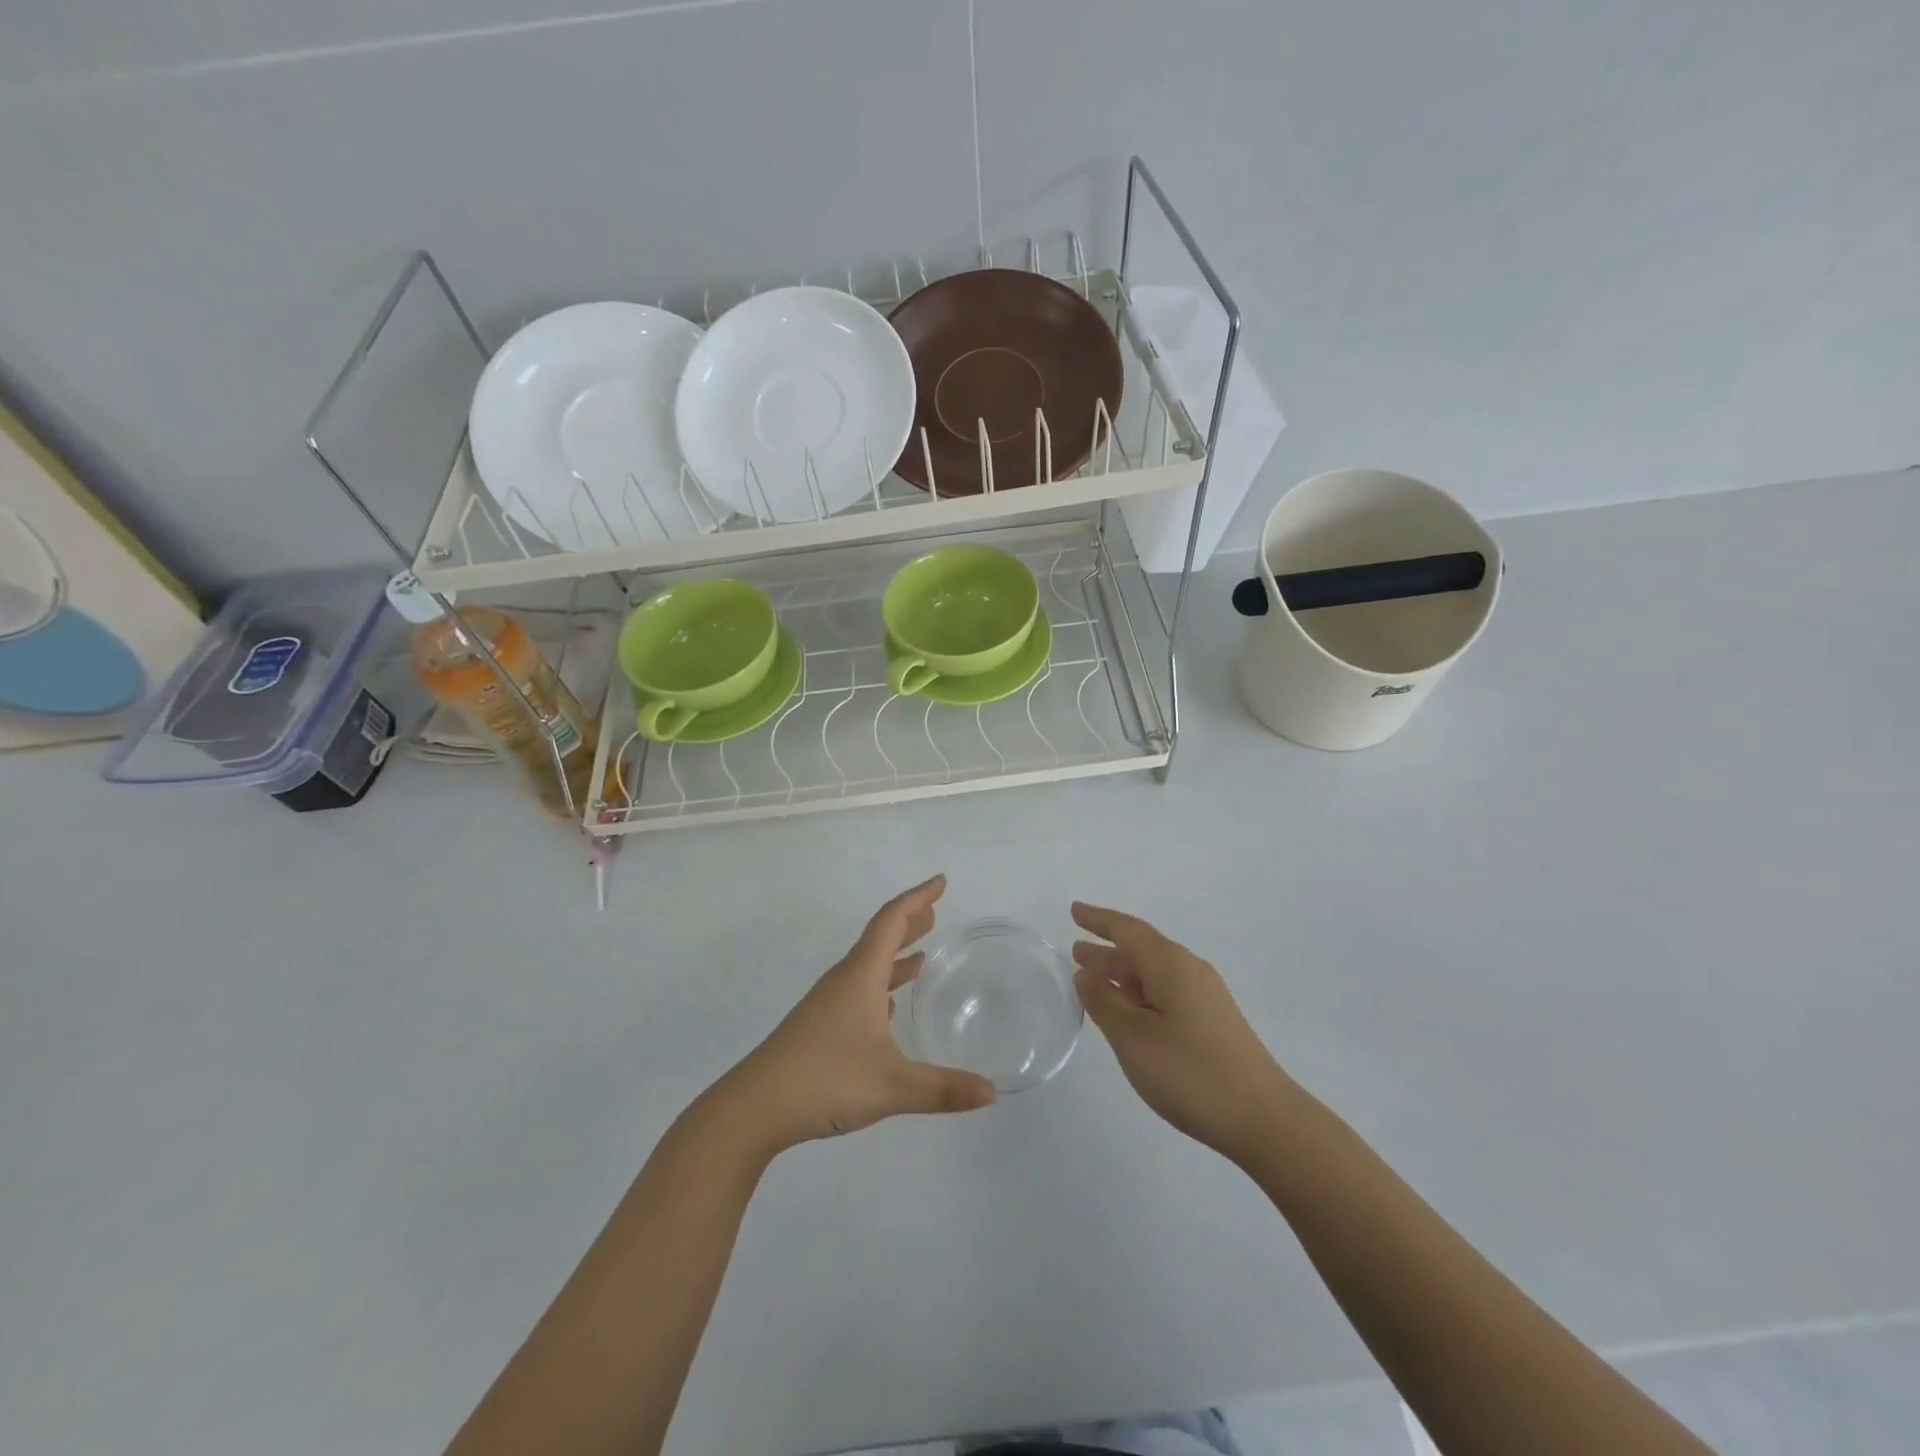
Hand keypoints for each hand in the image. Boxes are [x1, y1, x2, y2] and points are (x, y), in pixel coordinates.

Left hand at [720, 875, 995, 1152]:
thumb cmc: (824, 1079)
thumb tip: (992, 1093)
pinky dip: (880, 987)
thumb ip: (943, 1088)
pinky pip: (857, 992)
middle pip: (879, 938)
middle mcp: (843, 981)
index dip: (917, 898)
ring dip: (894, 955)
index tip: (940, 882)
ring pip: (867, 967)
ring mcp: (828, 1004)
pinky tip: (889, 1008)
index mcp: (860, 976)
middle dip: (908, 922)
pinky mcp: (819, 1027)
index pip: (891, 921)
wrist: (754, 1107)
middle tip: (934, 912)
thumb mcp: (892, 1085)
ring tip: (920, 955)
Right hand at [1071, 902, 1290, 1162]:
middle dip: (1107, 950)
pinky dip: (1140, 992)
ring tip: (1092, 980)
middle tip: (1075, 951)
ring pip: (1153, 973)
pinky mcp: (1213, 1021)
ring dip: (1122, 974)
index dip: (1097, 920)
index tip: (1073, 910)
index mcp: (1170, 964)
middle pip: (1141, 949)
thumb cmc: (1190, 1072)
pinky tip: (1128, 1012)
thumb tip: (1086, 974)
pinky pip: (1166, 991)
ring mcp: (1205, 996)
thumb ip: (1103, 1002)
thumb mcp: (1132, 1037)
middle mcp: (1189, 970)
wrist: (1264, 1118)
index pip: (1127, 930)